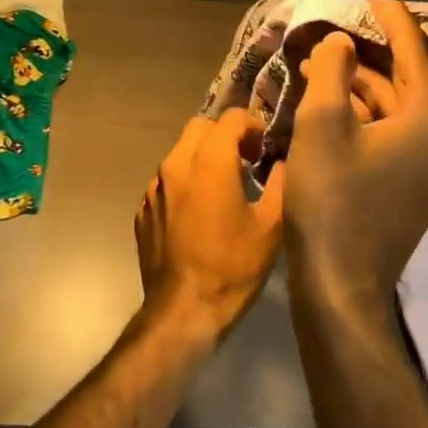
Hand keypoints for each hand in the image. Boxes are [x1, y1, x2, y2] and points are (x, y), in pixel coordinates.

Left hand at [135, 111, 285, 339]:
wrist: (183, 309)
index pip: (230, 118)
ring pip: (179, 152)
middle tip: (246, 157)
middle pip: (199, 127)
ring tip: (224, 184)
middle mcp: (175, 164)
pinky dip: (185, 182)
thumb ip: (281, 184)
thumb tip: (284, 163)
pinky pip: (167, 181)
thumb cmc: (232, 266)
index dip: (253, 125)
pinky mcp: (143, 209)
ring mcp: (154, 187)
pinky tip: (200, 211)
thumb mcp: (270, 226)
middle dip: (224, 134)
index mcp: (208, 161)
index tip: (266, 146)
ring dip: (202, 156)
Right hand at [282, 1, 427, 310]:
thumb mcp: (323, 125)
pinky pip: (391, 134)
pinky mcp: (412, 186)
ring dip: (356, 87)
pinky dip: (361, 116)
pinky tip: (326, 105)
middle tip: (329, 30)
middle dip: (364, 55)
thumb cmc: (332, 198)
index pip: (414, 53)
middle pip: (404, 81)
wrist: (340, 281)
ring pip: (394, 109)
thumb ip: (332, 73)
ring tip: (313, 64)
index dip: (392, 18)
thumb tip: (340, 41)